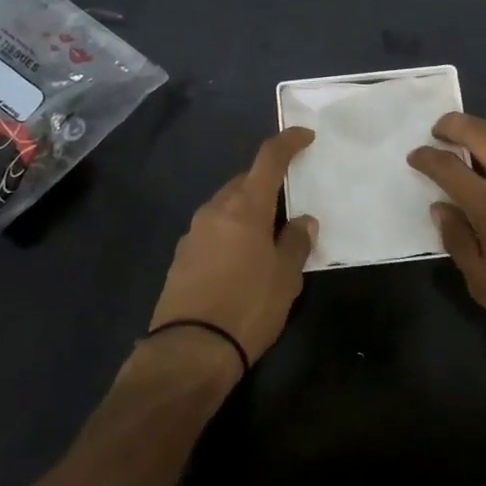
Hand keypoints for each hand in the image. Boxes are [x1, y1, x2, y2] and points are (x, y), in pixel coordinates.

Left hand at [148, 128, 318, 370]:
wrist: (190, 350)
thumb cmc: (248, 307)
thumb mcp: (285, 278)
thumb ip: (296, 242)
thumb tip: (302, 220)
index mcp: (245, 207)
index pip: (268, 159)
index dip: (288, 142)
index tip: (304, 136)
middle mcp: (215, 210)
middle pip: (244, 182)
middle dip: (266, 183)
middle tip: (287, 203)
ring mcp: (193, 232)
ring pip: (226, 206)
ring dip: (246, 210)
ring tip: (266, 237)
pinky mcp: (181, 256)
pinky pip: (212, 230)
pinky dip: (230, 232)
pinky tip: (240, 260)